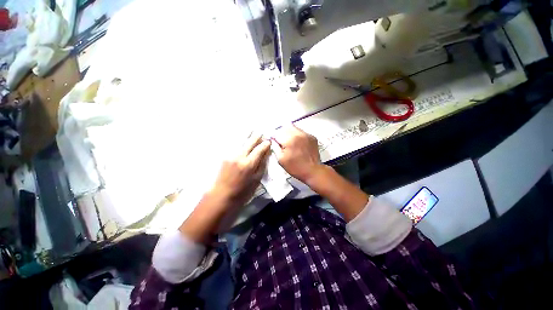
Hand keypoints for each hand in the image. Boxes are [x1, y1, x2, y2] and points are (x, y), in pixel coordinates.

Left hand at [211, 134, 270, 209]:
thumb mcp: (256, 180)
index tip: (269, 141)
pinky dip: (239, 139)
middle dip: (257, 136)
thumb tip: (266, 154)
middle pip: (250, 142)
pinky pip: (234, 144)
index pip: (259, 149)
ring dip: (247, 135)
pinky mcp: (224, 156)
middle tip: (261, 131)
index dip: (265, 144)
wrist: (221, 196)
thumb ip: (262, 165)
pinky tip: (242, 136)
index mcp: (249, 164)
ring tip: (252, 129)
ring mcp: (230, 155)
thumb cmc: (242, 191)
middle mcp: (239, 156)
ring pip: (240, 140)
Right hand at [273, 125, 324, 184]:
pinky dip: (297, 136)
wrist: (312, 171)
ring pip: (294, 128)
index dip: (274, 138)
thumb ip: (275, 147)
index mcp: (289, 139)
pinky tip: (298, 144)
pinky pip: (301, 132)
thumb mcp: (281, 159)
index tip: (275, 143)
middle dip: (282, 134)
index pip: (277, 133)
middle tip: (282, 143)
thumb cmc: (295, 167)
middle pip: (285, 127)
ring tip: (291, 143)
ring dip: (289, 133)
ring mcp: (306, 134)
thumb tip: (273, 140)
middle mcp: (298, 134)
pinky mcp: (312, 137)